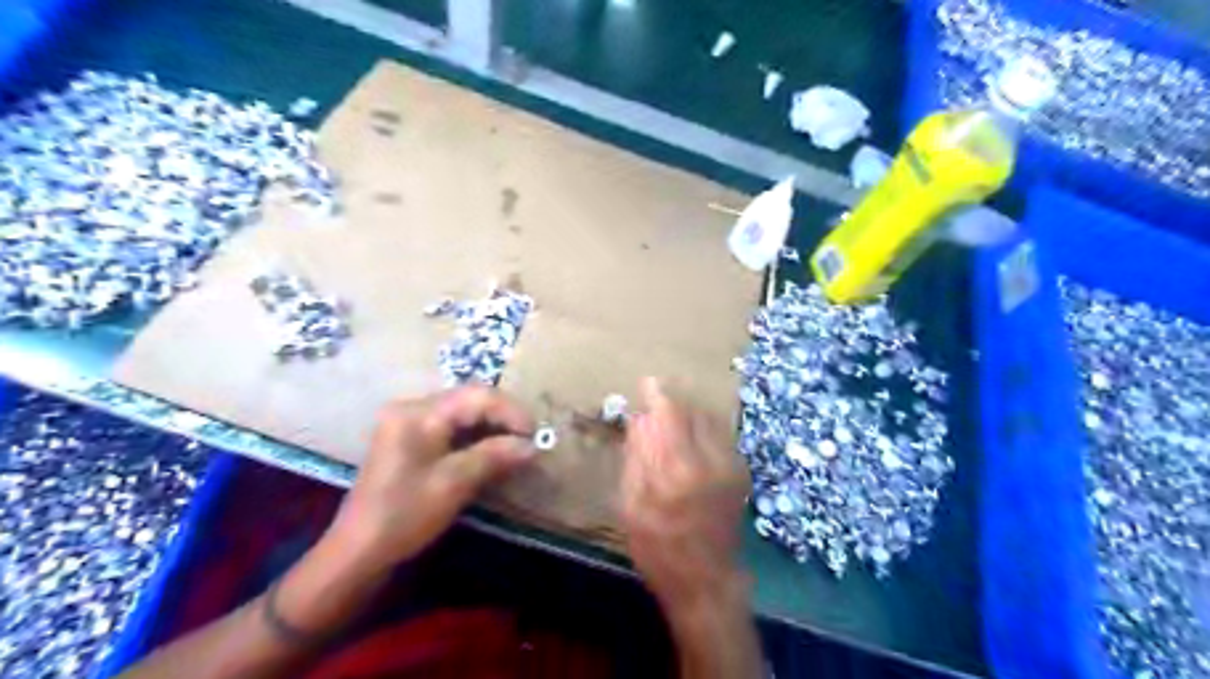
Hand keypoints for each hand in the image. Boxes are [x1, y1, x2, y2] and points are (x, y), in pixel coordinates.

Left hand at [325, 385, 534, 570]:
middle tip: (529, 441)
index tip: (535, 435)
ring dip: (492, 428)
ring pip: (463, 414)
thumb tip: (533, 445)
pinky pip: (452, 428)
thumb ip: (495, 456)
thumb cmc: (404, 515)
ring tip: (517, 446)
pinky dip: (476, 438)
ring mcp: (409, 423)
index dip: (511, 411)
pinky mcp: (411, 440)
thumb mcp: (454, 484)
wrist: (358, 552)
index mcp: (419, 413)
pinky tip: (493, 453)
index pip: (476, 396)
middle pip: (470, 400)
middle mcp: (413, 409)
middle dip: (504, 418)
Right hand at [619, 376, 752, 615]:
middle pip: (693, 410)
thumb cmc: (658, 548)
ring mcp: (731, 465)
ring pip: (710, 418)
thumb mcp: (632, 505)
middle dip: (673, 401)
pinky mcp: (741, 471)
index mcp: (679, 470)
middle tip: (655, 404)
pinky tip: (690, 438)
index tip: (646, 383)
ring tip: (671, 419)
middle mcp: (711, 460)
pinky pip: (721, 434)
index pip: (671, 414)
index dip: (658, 393)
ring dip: (690, 412)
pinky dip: (703, 427)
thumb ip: (637, 457)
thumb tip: (639, 419)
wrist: (706, 580)